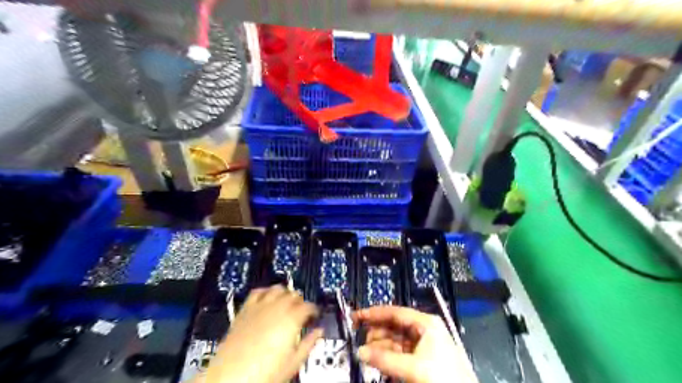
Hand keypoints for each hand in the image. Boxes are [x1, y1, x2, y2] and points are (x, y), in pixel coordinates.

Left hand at [204, 286, 322, 382]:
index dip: (314, 310)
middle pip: (294, 295)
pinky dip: (265, 291)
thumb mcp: (293, 363)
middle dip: (301, 301)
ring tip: (287, 301)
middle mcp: (276, 308)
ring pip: (277, 289)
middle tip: (302, 310)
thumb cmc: (262, 374)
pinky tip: (267, 296)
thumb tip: (318, 332)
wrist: (230, 378)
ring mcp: (259, 307)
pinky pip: (257, 292)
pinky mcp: (245, 310)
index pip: (308, 306)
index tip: (314, 315)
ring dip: (285, 293)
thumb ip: (308, 343)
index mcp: (291, 319)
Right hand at [354, 305, 475, 382]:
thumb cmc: (443, 376)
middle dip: (376, 330)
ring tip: (365, 351)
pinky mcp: (422, 359)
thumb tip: (360, 352)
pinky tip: (377, 360)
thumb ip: (385, 359)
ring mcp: (423, 345)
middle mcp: (424, 330)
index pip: (395, 312)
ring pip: (395, 340)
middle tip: (357, 335)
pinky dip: (387, 355)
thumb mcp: (413, 367)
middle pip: (394, 325)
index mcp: (426, 323)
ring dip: (379, 345)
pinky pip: (399, 352)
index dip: (374, 313)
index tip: (357, 315)